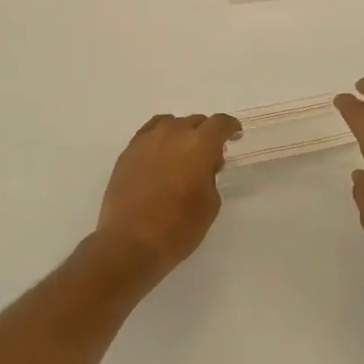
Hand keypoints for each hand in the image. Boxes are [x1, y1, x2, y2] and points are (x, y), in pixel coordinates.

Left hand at [93, 113, 241, 276]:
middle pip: (195, 121)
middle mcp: (173, 133)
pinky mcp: (128, 151)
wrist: (130, 242)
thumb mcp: (210, 204)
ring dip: (181, 134)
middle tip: (209, 155)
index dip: (230, 127)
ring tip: (182, 154)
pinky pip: (149, 133)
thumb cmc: (178, 228)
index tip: (234, 136)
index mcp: (199, 145)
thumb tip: (204, 164)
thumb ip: (210, 176)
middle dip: (206, 133)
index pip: (220, 123)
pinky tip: (160, 154)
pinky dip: (159, 138)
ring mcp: (147, 140)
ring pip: (171, 123)